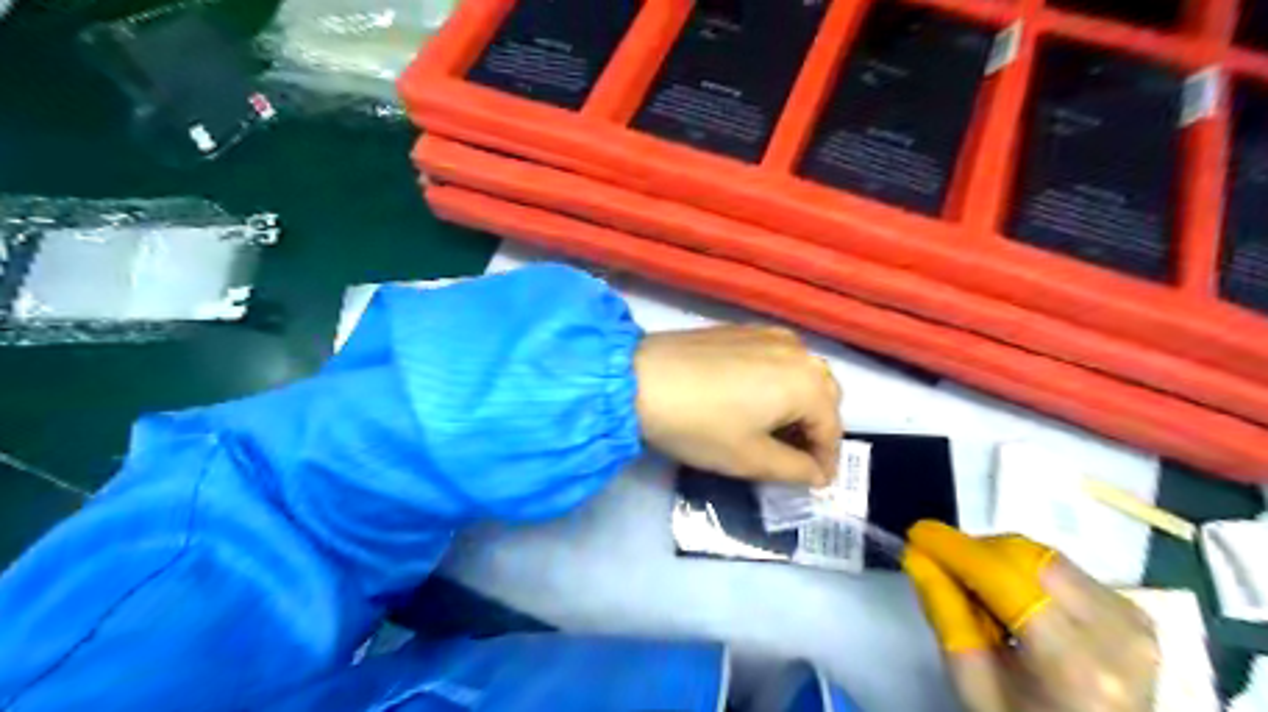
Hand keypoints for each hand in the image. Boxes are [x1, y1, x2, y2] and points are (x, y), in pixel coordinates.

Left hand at [635, 324, 840, 487]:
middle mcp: (798, 350)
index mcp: (808, 383)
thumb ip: (795, 471)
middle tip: (794, 457)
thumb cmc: (700, 424)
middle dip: (815, 429)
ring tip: (773, 430)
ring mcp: (769, 334)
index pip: (832, 429)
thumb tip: (816, 474)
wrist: (639, 378)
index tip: (815, 484)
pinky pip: (777, 359)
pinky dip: (777, 383)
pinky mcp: (743, 329)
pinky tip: (752, 400)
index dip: (826, 461)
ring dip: (797, 404)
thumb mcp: (751, 459)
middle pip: (823, 396)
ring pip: (801, 374)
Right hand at [901, 517, 1155, 711]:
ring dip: (1000, 560)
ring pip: (1046, 557)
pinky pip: (1066, 570)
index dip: (956, 549)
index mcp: (1075, 666)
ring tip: (979, 590)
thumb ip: (945, 615)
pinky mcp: (1137, 615)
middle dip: (978, 552)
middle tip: (944, 566)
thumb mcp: (973, 685)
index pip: (1005, 580)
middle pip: (1029, 558)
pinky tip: (1015, 599)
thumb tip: (918, 555)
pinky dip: (1027, 572)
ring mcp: (1135, 623)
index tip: (917, 532)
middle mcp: (1117, 635)